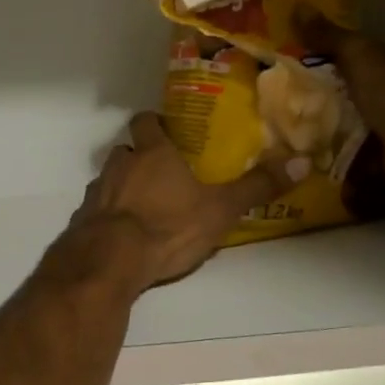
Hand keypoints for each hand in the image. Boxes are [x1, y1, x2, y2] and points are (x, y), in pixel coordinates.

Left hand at [51, 113, 306, 294]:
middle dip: (139, 158)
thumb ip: (257, 187)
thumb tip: (302, 162)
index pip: (145, 122)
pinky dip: (108, 218)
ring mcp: (96, 194)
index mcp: (152, 154)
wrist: (111, 262)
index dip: (154, 123)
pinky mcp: (82, 222)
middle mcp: (120, 166)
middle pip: (125, 151)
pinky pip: (96, 212)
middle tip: (161, 174)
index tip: (166, 130)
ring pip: (108, 181)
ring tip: (143, 208)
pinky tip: (122, 237)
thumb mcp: (220, 209)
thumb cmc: (168, 227)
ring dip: (122, 188)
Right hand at [294, 8, 384, 194]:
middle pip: (356, 84)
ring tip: (294, 121)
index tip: (303, 59)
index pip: (362, 51)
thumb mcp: (357, 55)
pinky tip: (311, 145)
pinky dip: (336, 145)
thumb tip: (298, 6)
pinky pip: (354, 144)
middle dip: (327, 89)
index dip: (333, 53)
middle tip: (291, 93)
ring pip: (354, 115)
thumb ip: (329, 36)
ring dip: (329, 119)